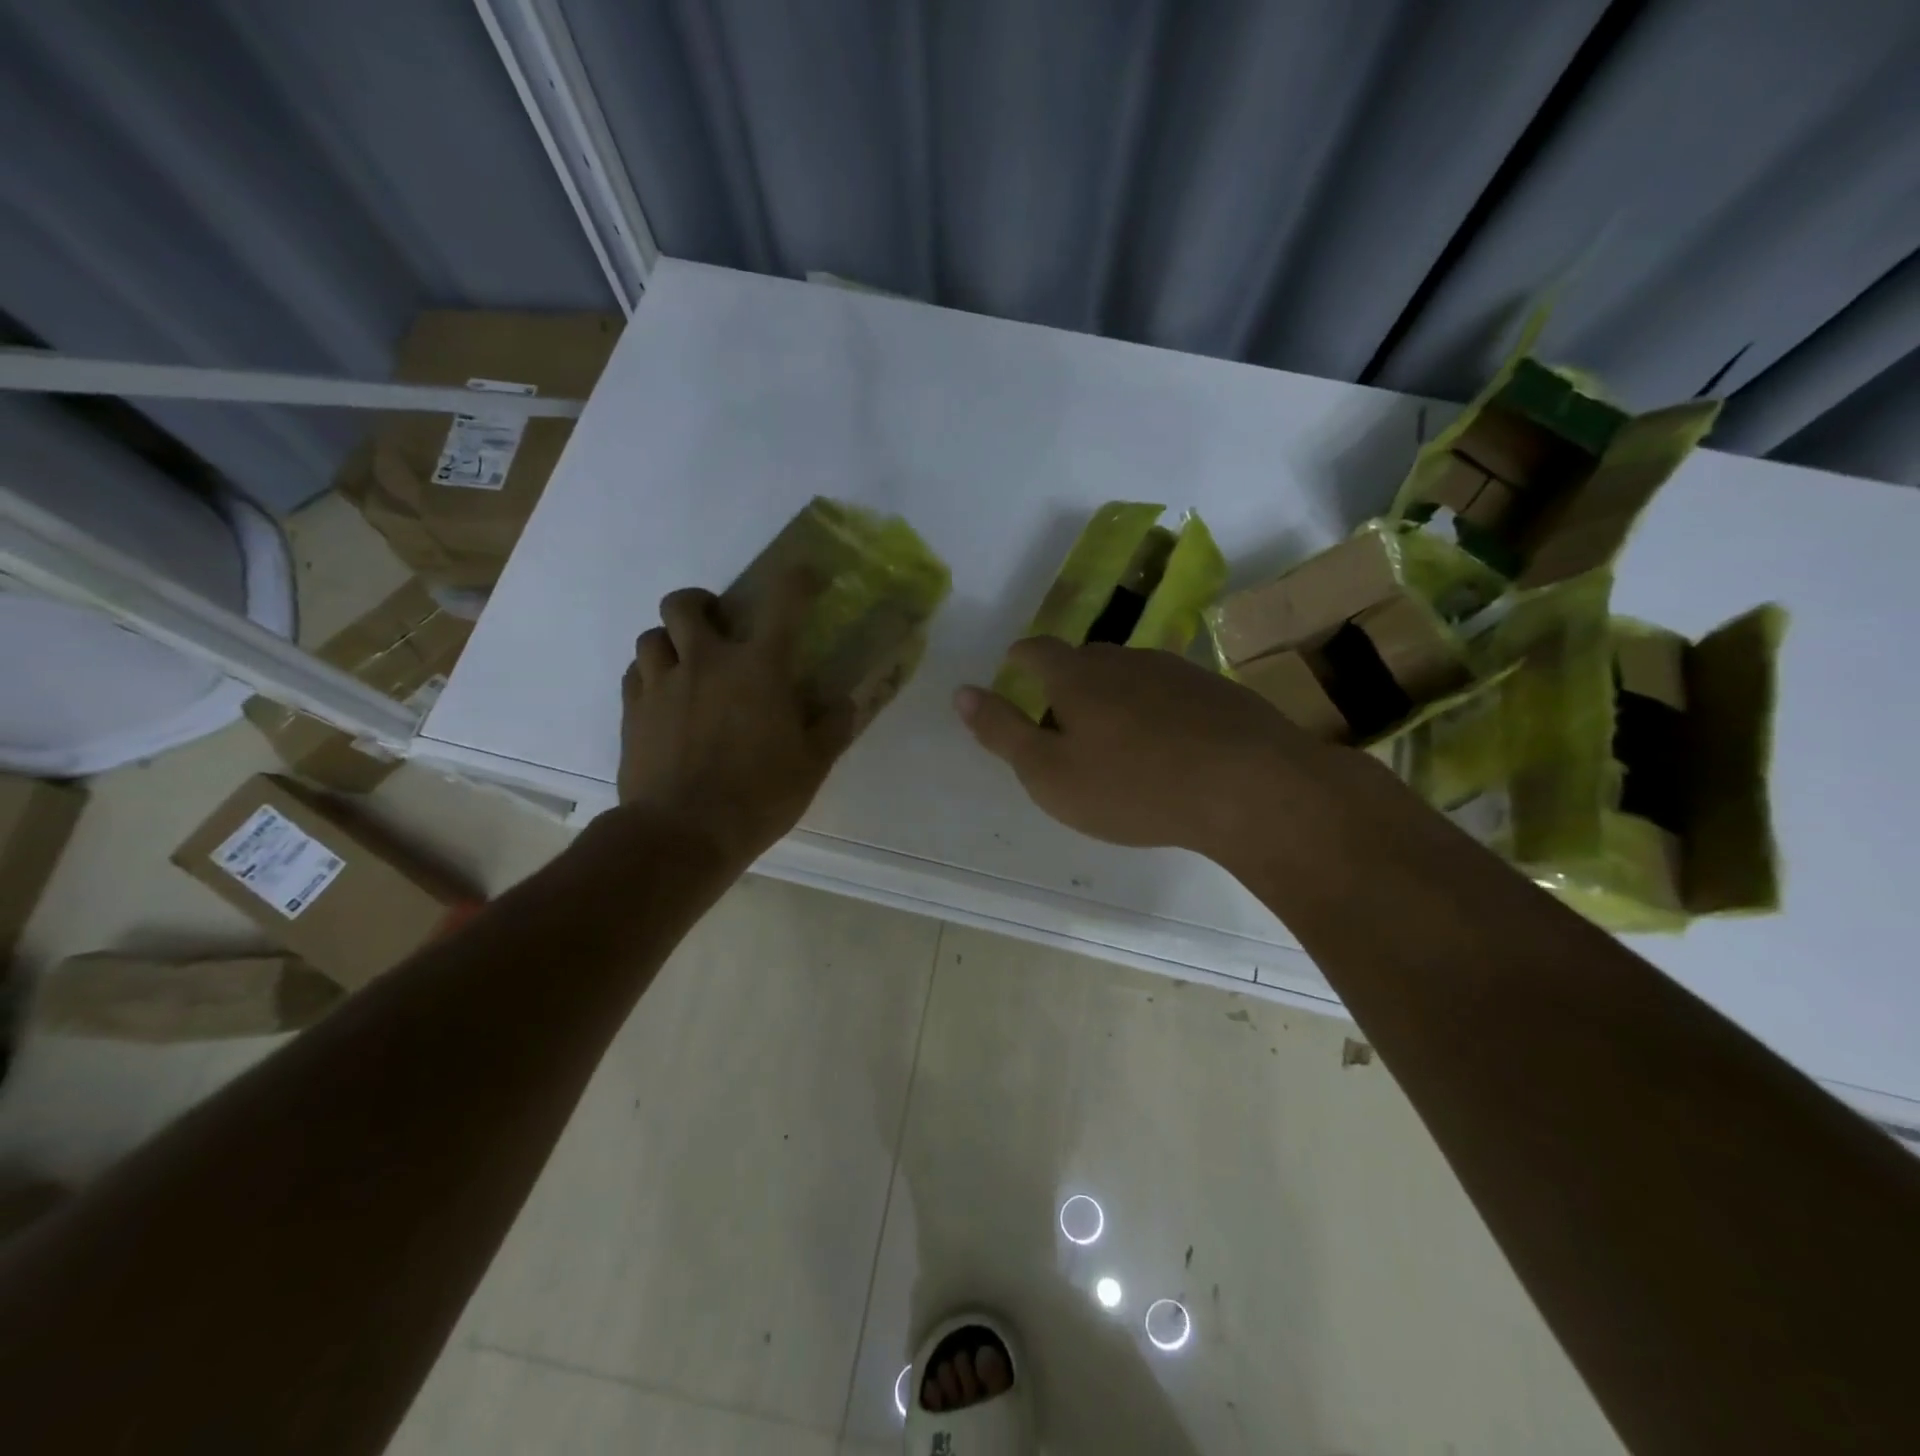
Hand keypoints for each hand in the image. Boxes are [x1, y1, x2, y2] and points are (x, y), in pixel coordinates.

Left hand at [618, 572, 854, 867]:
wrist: (682, 833)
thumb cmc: (758, 797)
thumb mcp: (812, 766)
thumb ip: (831, 727)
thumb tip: (845, 703)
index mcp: (758, 668)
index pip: (783, 602)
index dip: (797, 579)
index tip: (807, 575)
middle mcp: (706, 661)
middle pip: (685, 603)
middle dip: (701, 604)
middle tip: (718, 627)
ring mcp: (662, 684)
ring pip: (651, 636)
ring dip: (671, 641)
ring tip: (687, 665)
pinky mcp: (632, 712)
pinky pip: (635, 673)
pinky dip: (651, 674)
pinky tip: (665, 698)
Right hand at [954, 638, 1342, 860]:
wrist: (1249, 786)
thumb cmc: (1132, 786)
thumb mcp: (1049, 773)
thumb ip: (1001, 731)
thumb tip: (961, 692)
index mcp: (1076, 675)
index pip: (1036, 650)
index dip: (1020, 658)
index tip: (1014, 670)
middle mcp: (1124, 659)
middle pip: (1083, 659)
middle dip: (1065, 681)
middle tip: (1061, 719)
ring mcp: (1175, 670)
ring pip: (1129, 674)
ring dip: (1112, 696)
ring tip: (1114, 736)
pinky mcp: (1216, 691)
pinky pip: (1169, 692)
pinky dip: (1154, 710)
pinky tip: (1166, 744)